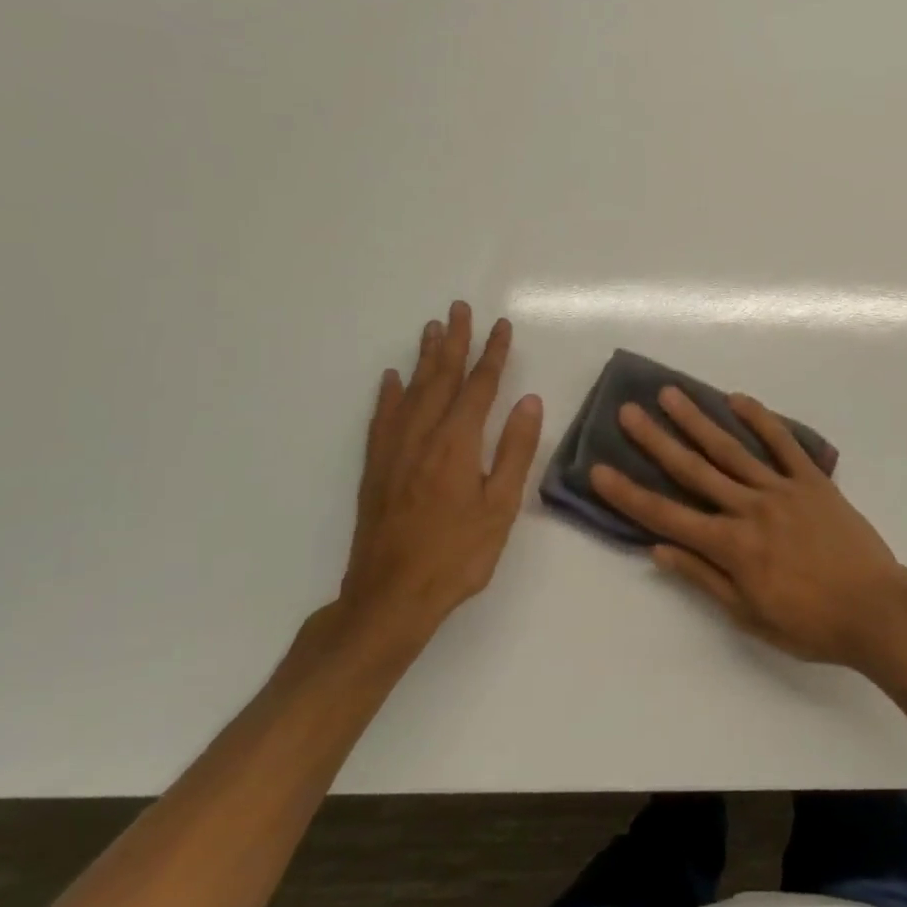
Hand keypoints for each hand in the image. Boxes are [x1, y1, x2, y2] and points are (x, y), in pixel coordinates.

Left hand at [335, 301, 542, 663]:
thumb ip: (515, 450)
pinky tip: (391, 379)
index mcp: (458, 443)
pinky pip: (382, 418)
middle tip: (459, 308)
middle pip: (441, 377)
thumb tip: (529, 401)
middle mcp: (423, 436)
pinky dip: (387, 394)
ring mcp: (395, 450)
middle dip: (454, 341)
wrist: (389, 597)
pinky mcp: (376, 468)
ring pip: (411, 391)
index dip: (493, 354)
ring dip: (423, 357)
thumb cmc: (456, 555)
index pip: (480, 386)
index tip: (501, 326)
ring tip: (431, 328)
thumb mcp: (500, 507)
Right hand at [591, 389, 906, 675]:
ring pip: (731, 449)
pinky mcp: (812, 480)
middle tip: (629, 412)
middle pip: (694, 470)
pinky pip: (783, 443)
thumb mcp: (749, 616)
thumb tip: (658, 550)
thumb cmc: (809, 623)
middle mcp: (749, 508)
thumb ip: (704, 578)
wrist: (875, 610)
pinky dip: (761, 420)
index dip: (629, 494)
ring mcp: (782, 489)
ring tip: (671, 394)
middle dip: (656, 441)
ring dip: (698, 420)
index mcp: (731, 546)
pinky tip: (737, 400)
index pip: (667, 516)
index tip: (599, 470)